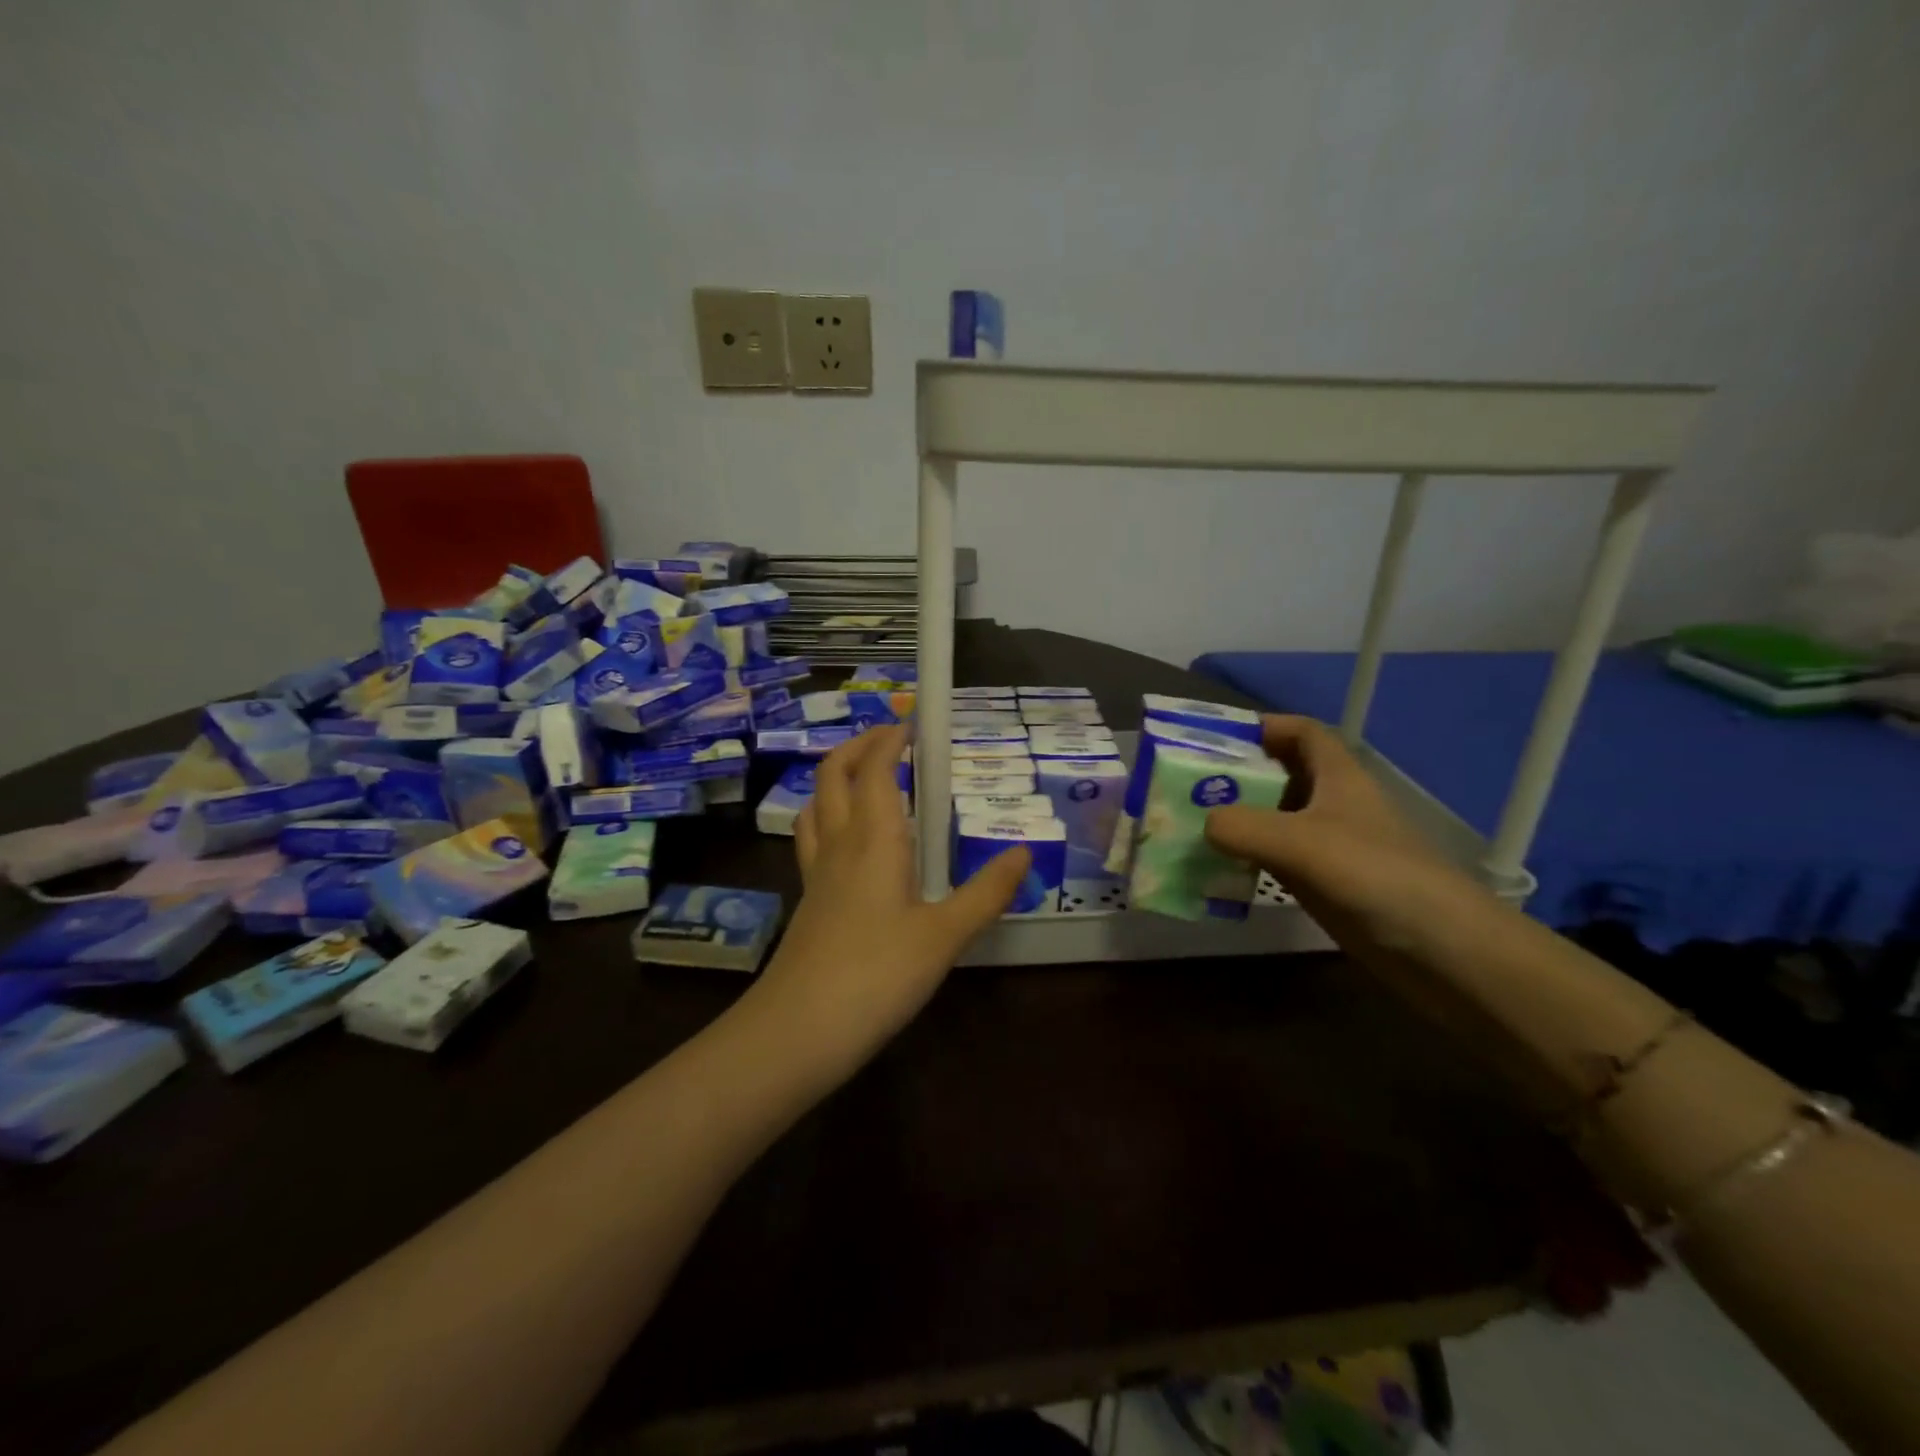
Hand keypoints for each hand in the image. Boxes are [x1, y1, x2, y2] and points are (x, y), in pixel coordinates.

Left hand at [754, 725, 1029, 1071]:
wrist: (800, 1029)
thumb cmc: (878, 974)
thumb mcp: (945, 935)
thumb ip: (986, 892)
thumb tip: (1023, 853)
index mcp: (874, 838)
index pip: (876, 769)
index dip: (891, 739)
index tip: (913, 721)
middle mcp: (840, 843)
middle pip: (834, 774)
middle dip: (860, 746)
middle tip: (892, 740)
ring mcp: (817, 872)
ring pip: (816, 803)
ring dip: (838, 778)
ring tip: (868, 779)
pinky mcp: (809, 899)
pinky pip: (814, 838)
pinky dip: (829, 816)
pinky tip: (851, 842)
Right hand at [1203, 715, 1488, 962]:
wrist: (1441, 950)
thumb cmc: (1374, 876)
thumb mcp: (1301, 843)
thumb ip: (1243, 827)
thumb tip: (1204, 824)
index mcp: (1337, 776)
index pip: (1301, 732)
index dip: (1263, 727)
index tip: (1215, 739)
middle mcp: (1332, 804)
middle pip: (1280, 775)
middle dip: (1237, 776)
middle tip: (1187, 786)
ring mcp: (1330, 845)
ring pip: (1275, 818)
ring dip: (1238, 819)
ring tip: (1191, 825)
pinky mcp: (1325, 882)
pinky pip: (1276, 859)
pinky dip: (1248, 857)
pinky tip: (1218, 869)